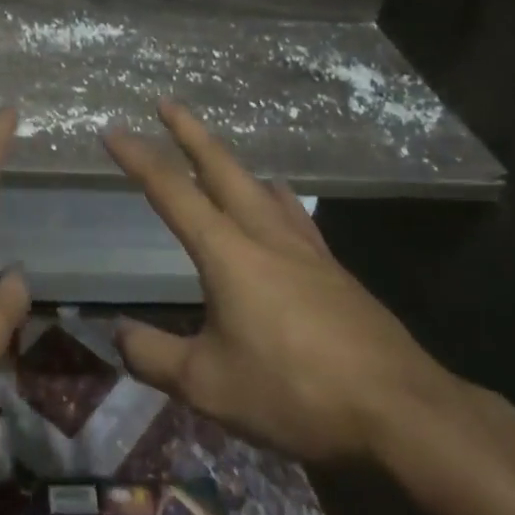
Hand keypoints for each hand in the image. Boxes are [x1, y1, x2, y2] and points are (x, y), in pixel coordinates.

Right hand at [102, 102, 457, 462]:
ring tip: (218, 158)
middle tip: (167, 104)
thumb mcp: (208, 385)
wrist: (400, 411)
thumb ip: (154, 356)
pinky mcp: (334, 271)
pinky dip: (274, 198)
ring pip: (261, 187)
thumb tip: (118, 334)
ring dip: (232, 164)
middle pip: (222, 168)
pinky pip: (294, 215)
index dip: (138, 158)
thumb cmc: (294, 392)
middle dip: (190, 132)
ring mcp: (306, 249)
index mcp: (228, 252)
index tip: (113, 131)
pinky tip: (280, 208)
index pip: (171, 191)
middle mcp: (265, 235)